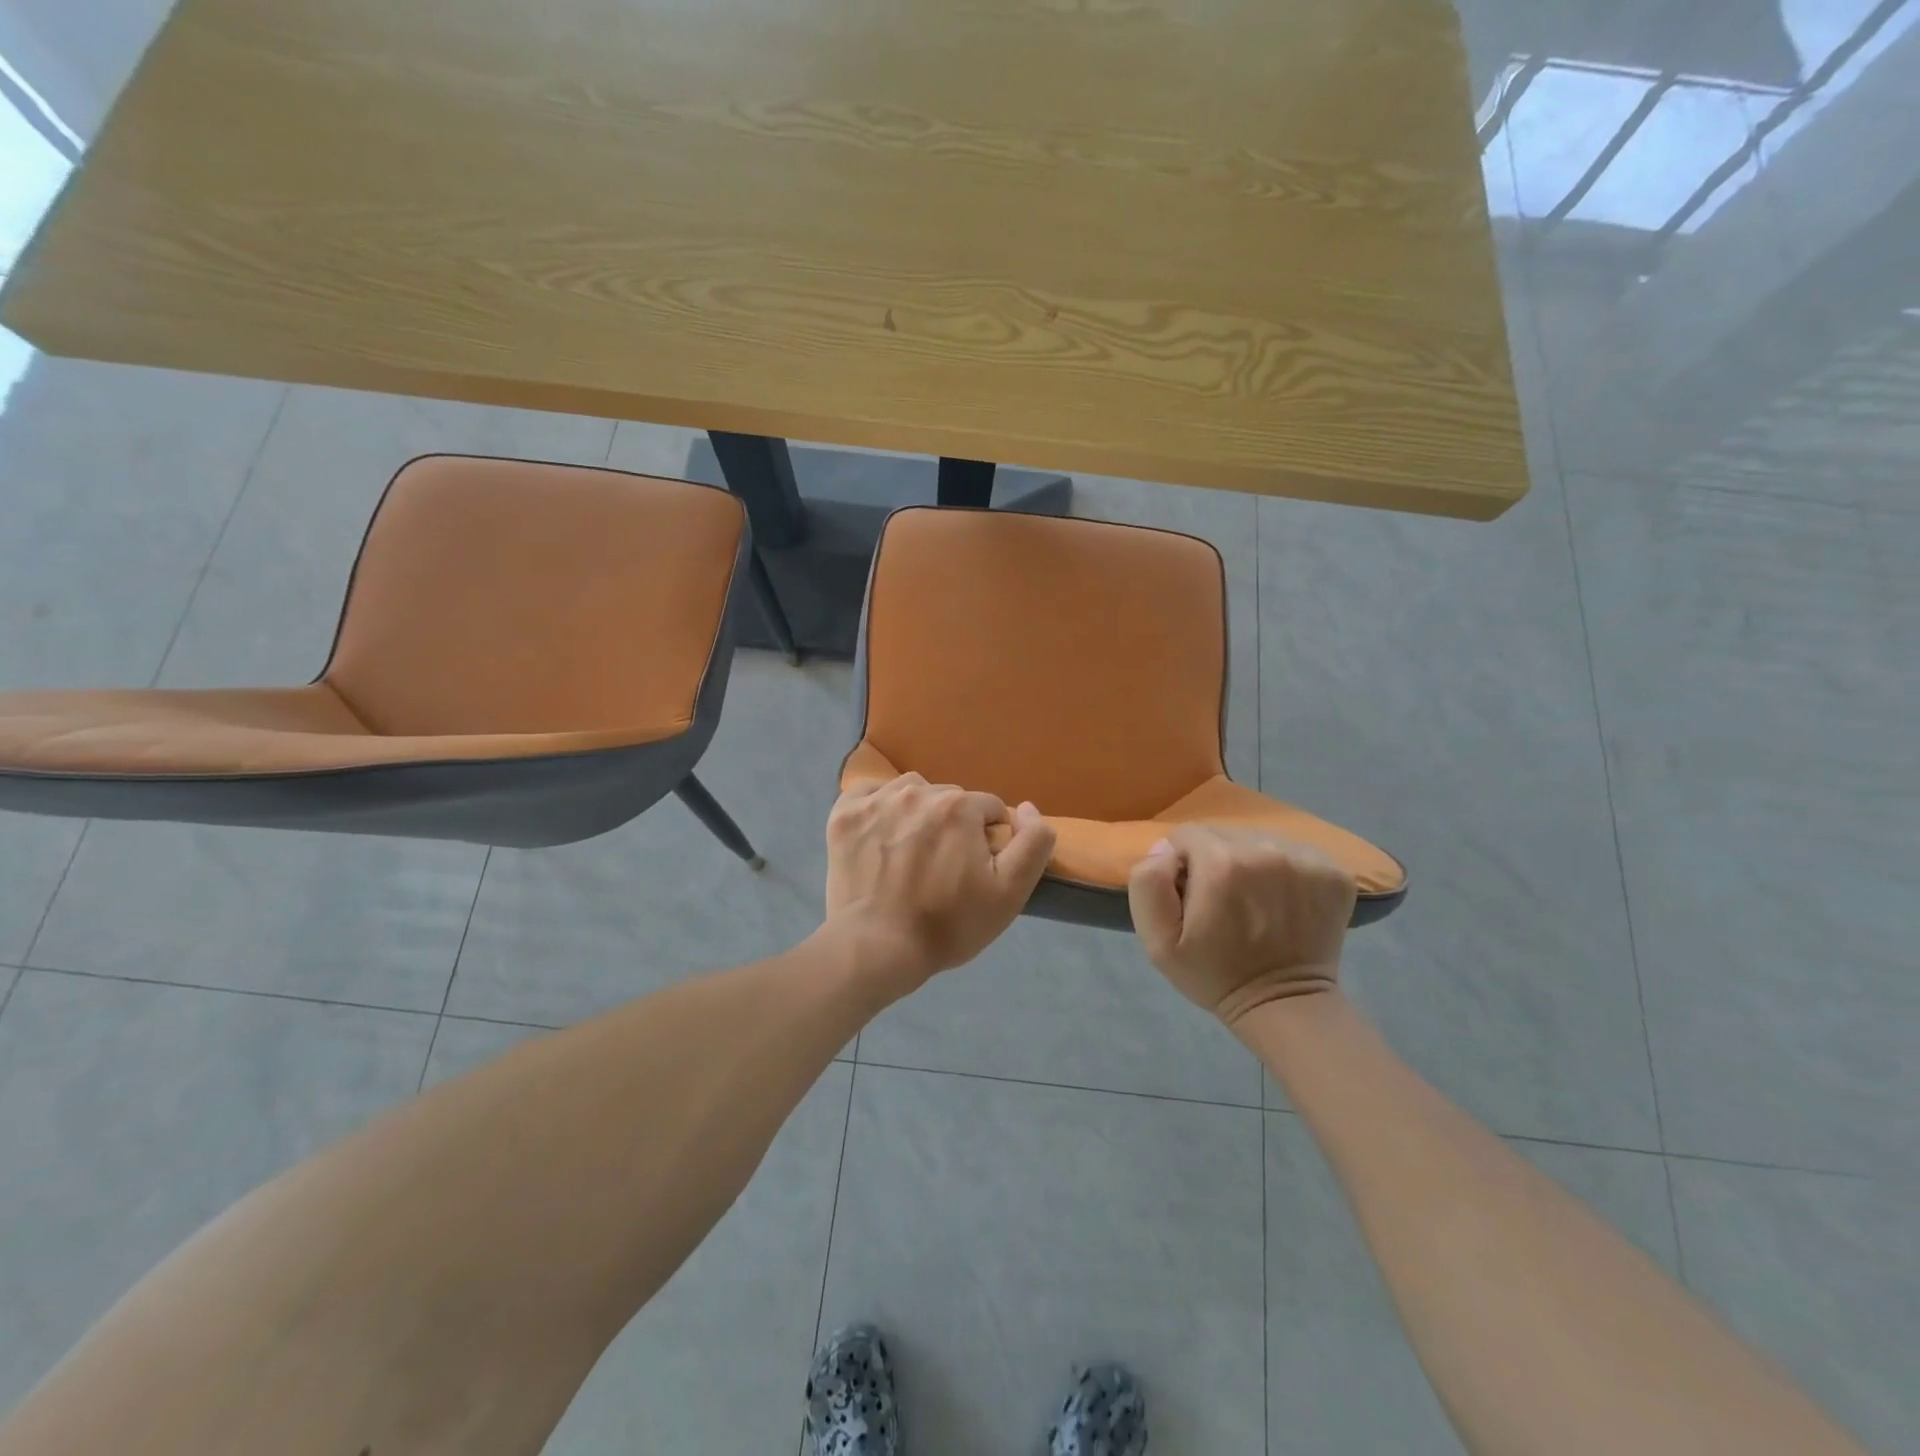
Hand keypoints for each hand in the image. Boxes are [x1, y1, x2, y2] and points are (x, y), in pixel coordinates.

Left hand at [825, 773, 1055, 994]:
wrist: (876, 948)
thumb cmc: (947, 924)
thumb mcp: (1009, 893)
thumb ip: (1032, 842)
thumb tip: (1028, 808)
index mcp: (959, 806)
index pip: (989, 809)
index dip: (988, 840)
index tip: (975, 871)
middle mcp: (918, 791)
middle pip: (950, 800)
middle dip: (954, 826)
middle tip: (942, 868)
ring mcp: (876, 800)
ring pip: (912, 792)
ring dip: (918, 814)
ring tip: (911, 853)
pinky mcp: (844, 814)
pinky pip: (870, 793)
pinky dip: (878, 808)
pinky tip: (880, 837)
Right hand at [1127, 826, 1355, 1023]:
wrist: (1285, 1005)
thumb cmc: (1214, 974)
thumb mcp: (1158, 940)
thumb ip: (1148, 883)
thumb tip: (1164, 849)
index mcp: (1221, 863)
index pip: (1187, 835)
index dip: (1182, 864)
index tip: (1191, 896)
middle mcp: (1266, 850)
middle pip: (1225, 834)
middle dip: (1215, 860)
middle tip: (1221, 900)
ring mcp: (1306, 860)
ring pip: (1260, 840)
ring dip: (1250, 862)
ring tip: (1253, 901)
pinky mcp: (1334, 872)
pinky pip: (1295, 852)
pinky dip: (1285, 871)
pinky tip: (1282, 902)